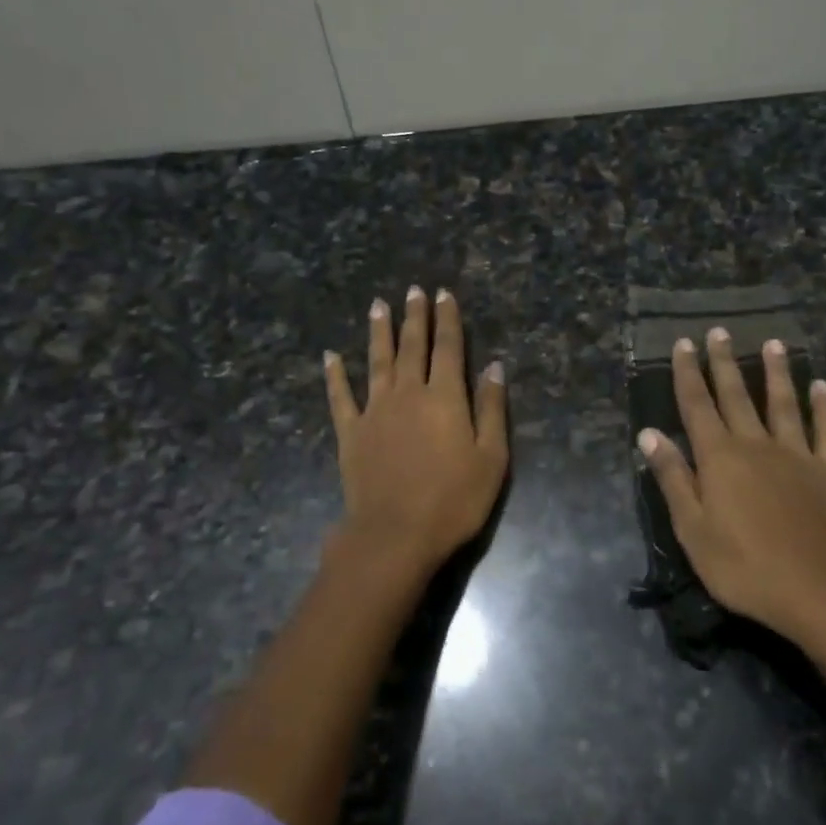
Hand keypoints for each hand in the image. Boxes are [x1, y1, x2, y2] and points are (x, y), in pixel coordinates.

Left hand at [323, 287, 508, 579]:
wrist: (395, 535)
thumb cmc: (453, 500)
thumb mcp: (492, 458)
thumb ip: (493, 409)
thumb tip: (495, 366)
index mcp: (445, 397)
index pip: (448, 348)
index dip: (447, 319)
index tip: (443, 294)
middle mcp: (408, 393)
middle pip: (412, 346)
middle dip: (414, 316)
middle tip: (412, 290)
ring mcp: (375, 411)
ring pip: (377, 361)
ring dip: (378, 331)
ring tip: (377, 305)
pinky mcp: (351, 432)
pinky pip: (340, 397)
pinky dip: (335, 375)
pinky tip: (330, 356)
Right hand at [638, 328, 825, 645]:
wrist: (820, 593)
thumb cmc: (745, 567)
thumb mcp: (693, 530)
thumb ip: (674, 478)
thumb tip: (650, 434)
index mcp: (720, 457)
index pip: (697, 405)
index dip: (688, 373)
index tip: (683, 343)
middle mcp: (757, 444)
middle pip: (736, 395)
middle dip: (723, 362)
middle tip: (718, 331)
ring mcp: (797, 455)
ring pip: (783, 403)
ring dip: (776, 372)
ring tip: (772, 343)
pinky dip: (824, 407)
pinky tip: (821, 386)